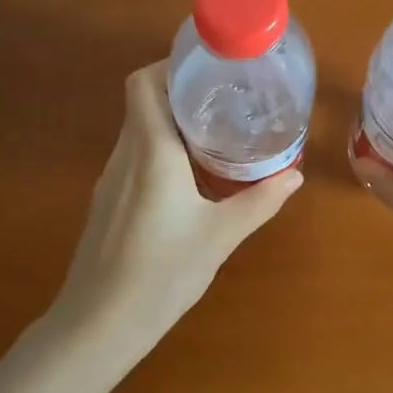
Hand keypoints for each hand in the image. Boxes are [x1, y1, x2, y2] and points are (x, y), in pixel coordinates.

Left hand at [52, 61, 302, 356]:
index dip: (171, 66)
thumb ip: (260, 201)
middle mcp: (125, 155)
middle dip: (181, 92)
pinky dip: (161, 150)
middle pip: (144, 102)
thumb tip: (295, 175)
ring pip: (138, 130)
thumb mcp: (221, 236)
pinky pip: (134, 156)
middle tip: (226, 98)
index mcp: (151, 151)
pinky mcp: (107, 202)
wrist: (98, 326)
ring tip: (215, 132)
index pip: (145, 83)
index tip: (209, 69)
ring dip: (172, 122)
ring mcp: (111, 179)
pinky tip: (189, 176)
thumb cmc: (161, 273)